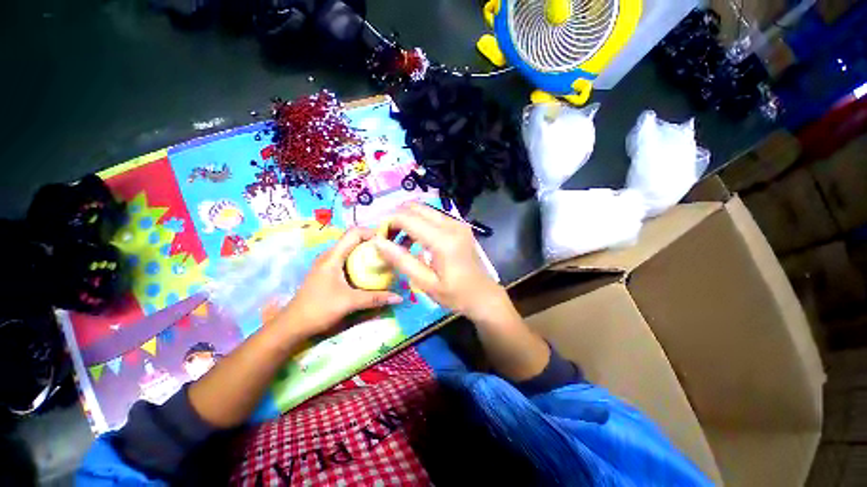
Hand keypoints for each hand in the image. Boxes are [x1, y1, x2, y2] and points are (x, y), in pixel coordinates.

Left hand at [279, 227, 402, 336]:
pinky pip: (347, 259)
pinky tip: (369, 272)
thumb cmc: (319, 309)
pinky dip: (360, 260)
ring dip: (366, 251)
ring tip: (382, 260)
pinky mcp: (328, 272)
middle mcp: (330, 255)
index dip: (371, 232)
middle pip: (354, 239)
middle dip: (372, 242)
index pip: (354, 233)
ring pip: (350, 249)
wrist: (292, 325)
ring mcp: (328, 263)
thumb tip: (399, 297)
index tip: (388, 242)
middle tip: (389, 252)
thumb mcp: (349, 302)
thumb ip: (375, 298)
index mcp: (333, 256)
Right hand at [373, 203, 507, 321]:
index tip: (379, 238)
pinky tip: (416, 241)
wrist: (484, 296)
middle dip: (397, 219)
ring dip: (408, 220)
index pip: (407, 218)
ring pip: (424, 210)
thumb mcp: (425, 283)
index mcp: (443, 240)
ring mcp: (458, 223)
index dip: (388, 223)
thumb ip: (401, 260)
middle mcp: (451, 224)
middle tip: (388, 238)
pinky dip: (420, 223)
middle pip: (415, 207)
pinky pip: (434, 217)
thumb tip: (377, 242)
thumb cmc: (455, 294)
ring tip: (399, 241)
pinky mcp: (460, 226)